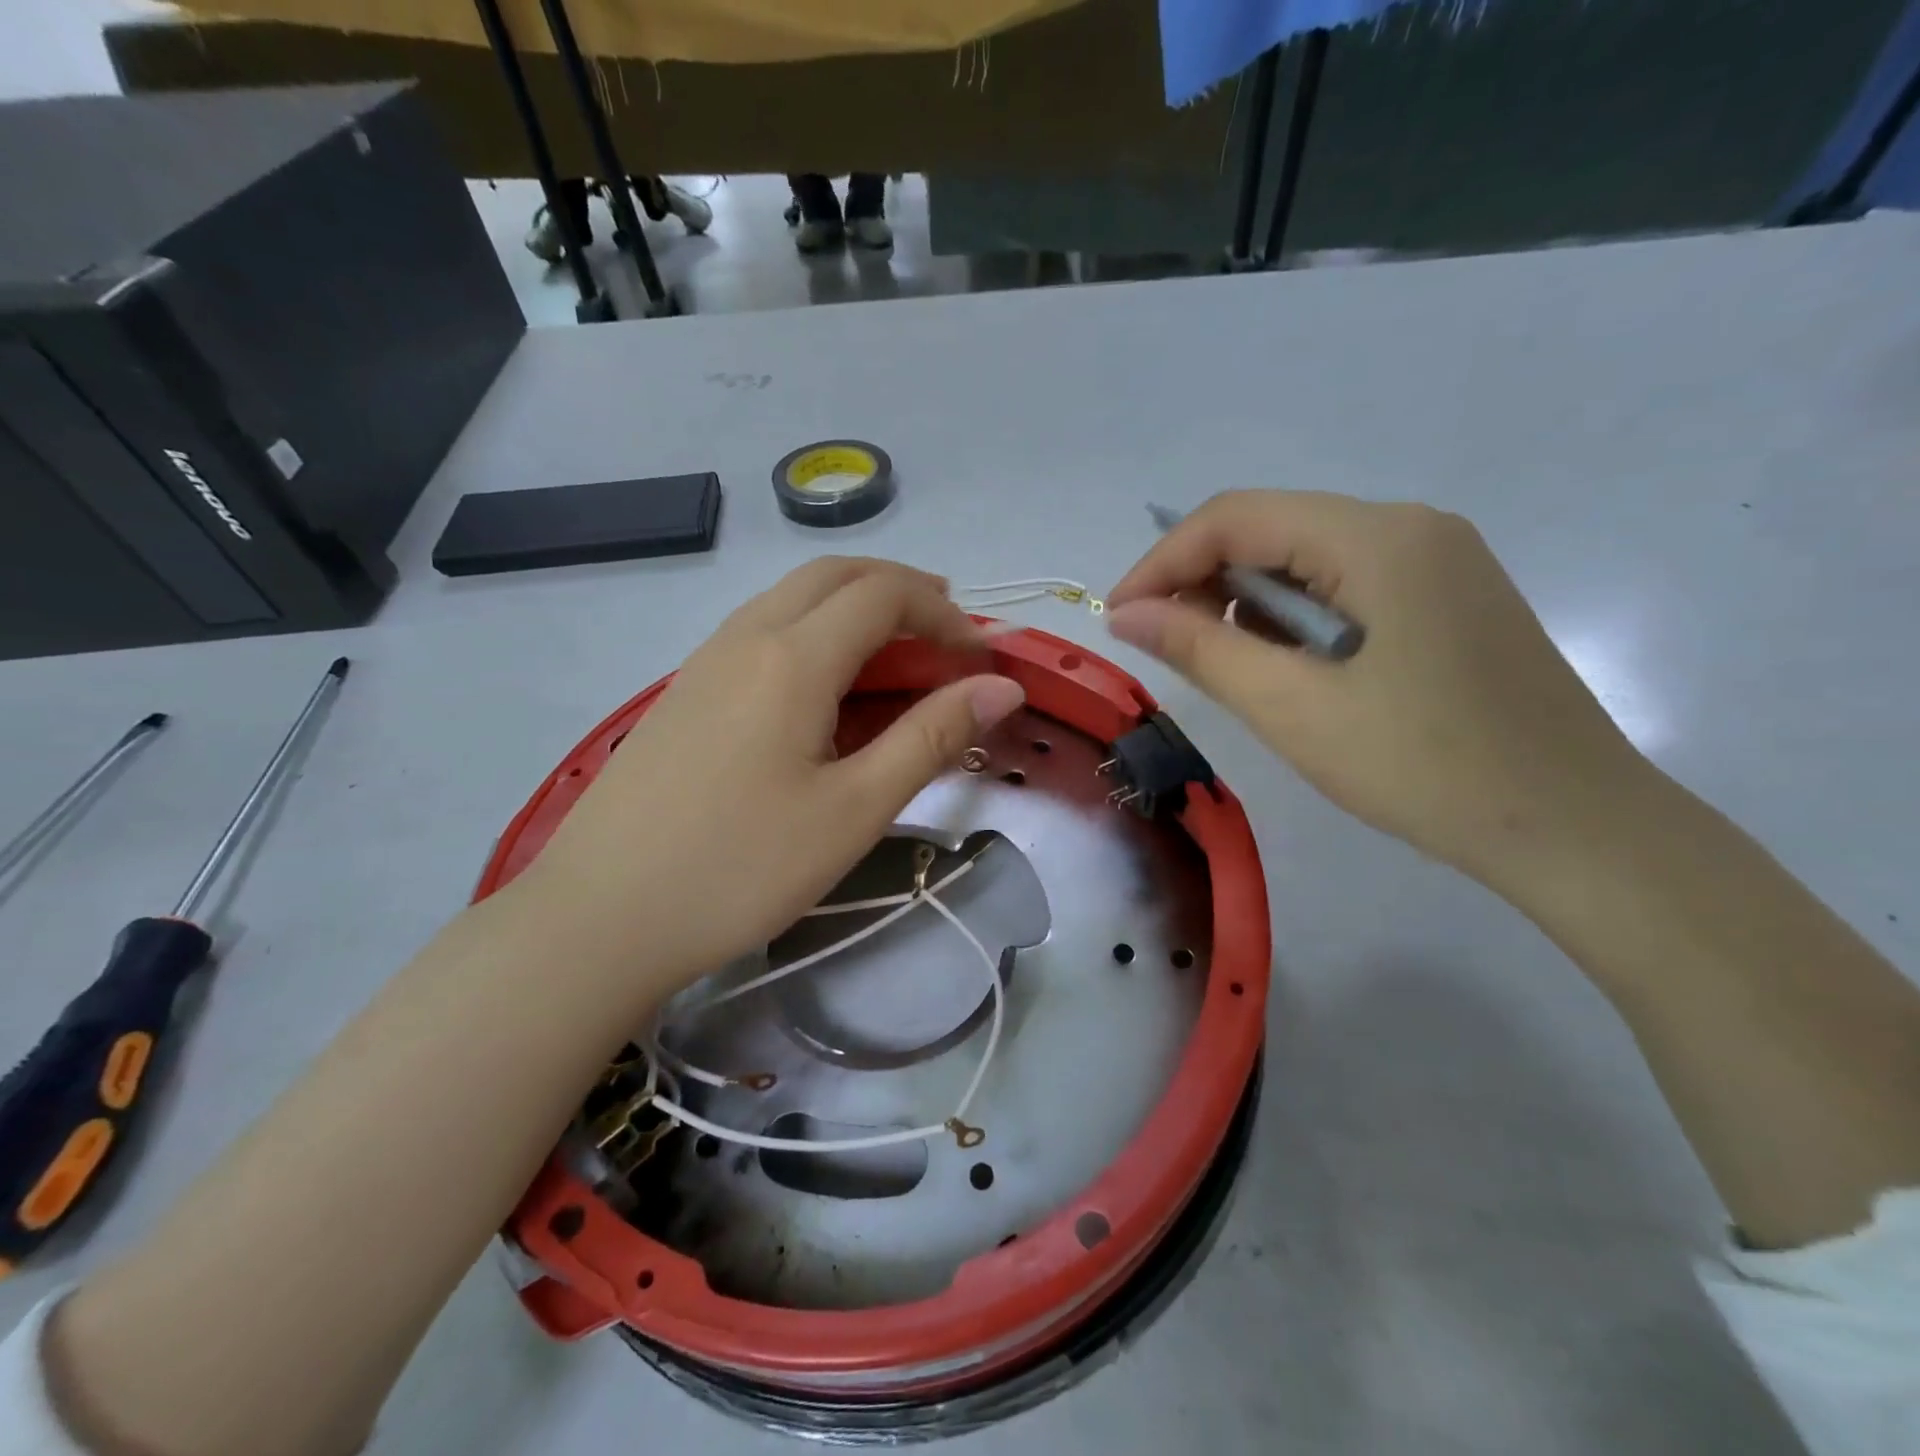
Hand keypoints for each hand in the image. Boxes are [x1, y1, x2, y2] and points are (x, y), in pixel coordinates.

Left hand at [517, 558, 1024, 996]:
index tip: (980, 659)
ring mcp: (705, 662)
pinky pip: (761, 632)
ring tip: (898, 654)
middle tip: (947, 632)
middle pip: (834, 576)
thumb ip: (931, 737)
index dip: (943, 614)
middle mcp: (745, 638)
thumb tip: (1002, 688)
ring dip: (854, 607)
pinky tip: (826, 689)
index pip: (883, 594)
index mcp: (792, 658)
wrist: (600, 918)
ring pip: (791, 598)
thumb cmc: (741, 868)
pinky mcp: (684, 693)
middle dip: (900, 590)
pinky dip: (813, 633)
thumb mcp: (854, 809)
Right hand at [1105, 491, 1655, 893]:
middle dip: (1202, 580)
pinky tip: (1285, 668)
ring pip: (1306, 558)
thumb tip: (1126, 614)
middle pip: (1273, 528)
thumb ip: (1202, 649)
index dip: (1162, 561)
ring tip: (1220, 664)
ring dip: (1247, 601)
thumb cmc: (1426, 767)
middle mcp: (1411, 526)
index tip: (1118, 618)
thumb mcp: (1294, 708)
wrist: (1576, 828)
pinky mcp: (1447, 598)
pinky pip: (1345, 585)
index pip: (1237, 516)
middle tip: (1163, 647)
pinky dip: (1294, 618)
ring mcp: (1438, 560)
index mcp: (1378, 536)